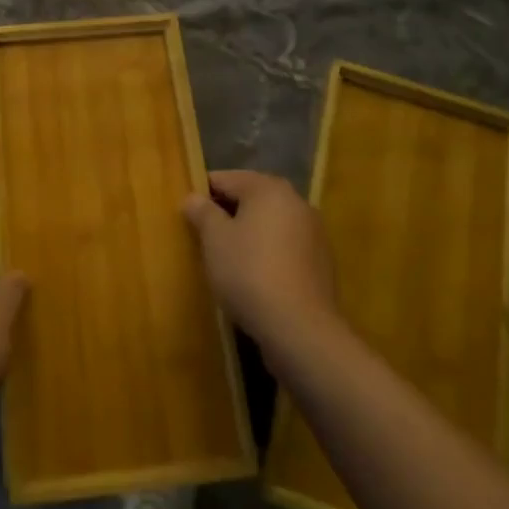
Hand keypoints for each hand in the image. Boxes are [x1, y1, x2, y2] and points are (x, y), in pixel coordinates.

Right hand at [183, 170, 336, 352]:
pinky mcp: (321, 263)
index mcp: (268, 188)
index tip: (187, 215)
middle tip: (204, 237)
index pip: (226, 179)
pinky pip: (285, 247)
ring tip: (227, 260)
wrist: (300, 329)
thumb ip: (202, 212)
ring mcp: (314, 233)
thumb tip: (193, 198)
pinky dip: (268, 254)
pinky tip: (254, 277)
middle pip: (251, 199)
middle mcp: (296, 201)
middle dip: (227, 214)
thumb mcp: (214, 239)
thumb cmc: (249, 272)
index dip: (202, 194)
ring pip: (270, 224)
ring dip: (249, 234)